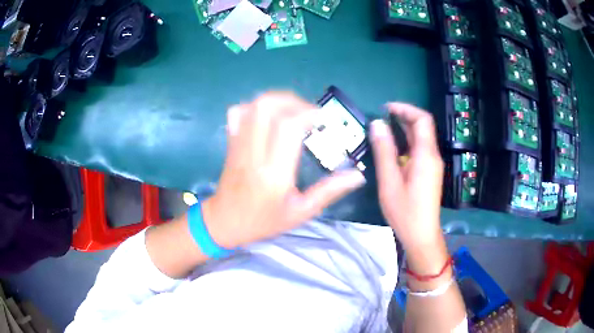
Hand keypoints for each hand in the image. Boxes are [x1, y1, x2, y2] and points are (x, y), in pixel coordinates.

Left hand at [202, 92, 365, 248]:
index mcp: (274, 174)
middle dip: (292, 101)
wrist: (223, 223)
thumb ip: (329, 192)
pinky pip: (238, 113)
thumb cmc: (263, 222)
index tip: (322, 119)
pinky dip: (256, 107)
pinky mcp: (230, 143)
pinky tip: (269, 118)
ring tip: (292, 112)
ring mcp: (238, 146)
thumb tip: (357, 176)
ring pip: (252, 106)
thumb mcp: (301, 213)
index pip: (288, 128)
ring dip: (277, 101)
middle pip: (266, 107)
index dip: (308, 114)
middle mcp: (253, 154)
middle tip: (308, 113)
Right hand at [370, 103, 444, 255]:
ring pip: (421, 138)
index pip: (422, 119)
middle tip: (381, 117)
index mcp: (426, 155)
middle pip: (423, 127)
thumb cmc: (405, 211)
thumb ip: (384, 151)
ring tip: (384, 129)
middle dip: (403, 117)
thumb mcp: (390, 181)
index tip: (386, 108)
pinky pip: (420, 149)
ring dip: (404, 129)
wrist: (421, 234)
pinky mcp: (429, 172)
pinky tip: (393, 148)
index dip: (405, 109)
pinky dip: (407, 142)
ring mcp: (432, 164)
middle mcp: (433, 156)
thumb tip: (377, 124)